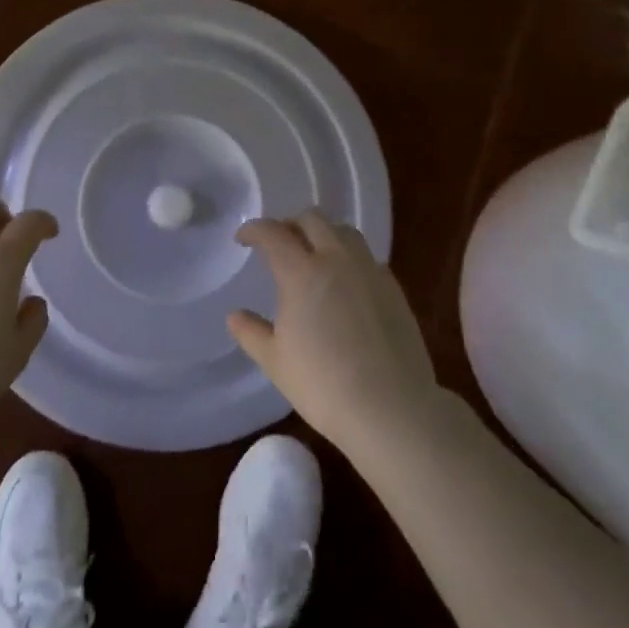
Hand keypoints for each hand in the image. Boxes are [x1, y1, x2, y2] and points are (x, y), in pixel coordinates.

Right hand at [230, 211, 440, 456]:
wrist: (391, 408)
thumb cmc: (323, 385)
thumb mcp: (276, 362)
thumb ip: (251, 332)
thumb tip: (234, 315)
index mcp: (301, 272)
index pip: (273, 233)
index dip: (254, 229)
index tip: (243, 238)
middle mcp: (336, 259)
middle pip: (312, 219)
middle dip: (290, 224)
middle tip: (279, 244)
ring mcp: (369, 270)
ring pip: (344, 231)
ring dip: (323, 234)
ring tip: (314, 256)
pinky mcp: (393, 287)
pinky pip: (367, 257)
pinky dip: (349, 258)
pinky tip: (346, 283)